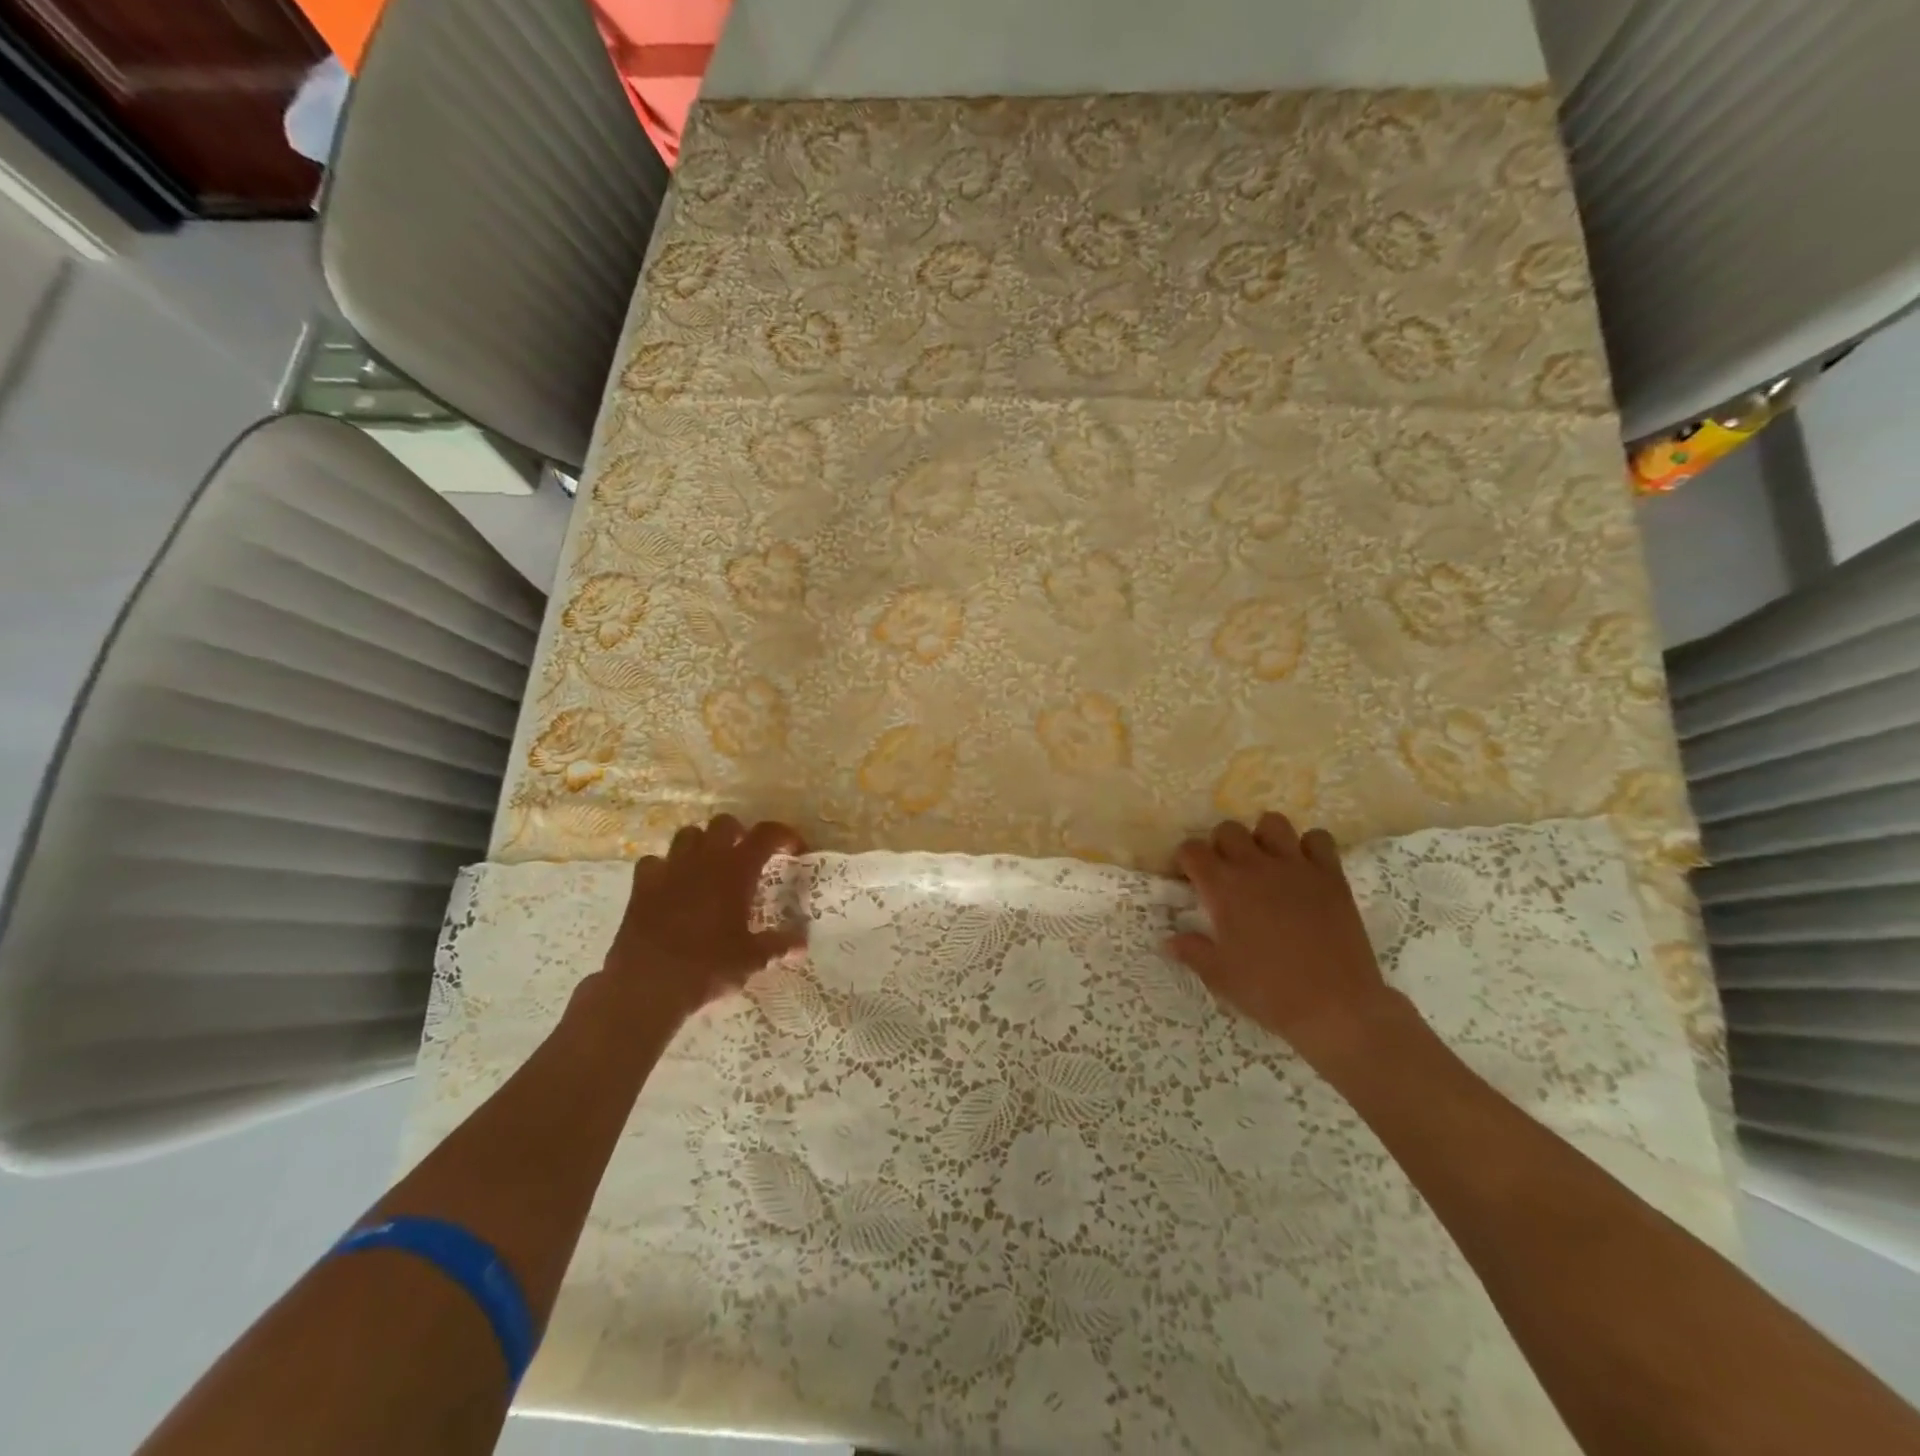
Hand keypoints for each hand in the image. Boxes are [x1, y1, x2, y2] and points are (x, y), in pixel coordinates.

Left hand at [600, 815, 807, 1022]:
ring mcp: (669, 869)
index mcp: (736, 870)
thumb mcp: (751, 960)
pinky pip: (654, 861)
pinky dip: (666, 867)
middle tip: (747, 858)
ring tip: (710, 866)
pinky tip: (672, 886)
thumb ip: (777, 946)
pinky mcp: (642, 886)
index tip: (794, 850)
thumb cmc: (707, 968)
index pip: (766, 834)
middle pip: (724, 824)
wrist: (646, 986)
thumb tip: (801, 945)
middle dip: (739, 834)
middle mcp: (704, 860)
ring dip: (702, 844)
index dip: (784, 835)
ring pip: (688, 834)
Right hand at [1166, 814, 1403, 1055]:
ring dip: (1263, 838)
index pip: (1192, 849)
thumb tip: (1168, 941)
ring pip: (1272, 823)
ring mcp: (1296, 866)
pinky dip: (1309, 848)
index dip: (1186, 860)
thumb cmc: (1268, 991)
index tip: (1189, 878)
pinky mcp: (1331, 875)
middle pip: (1228, 830)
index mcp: (1223, 887)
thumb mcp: (1219, 976)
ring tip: (1265, 863)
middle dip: (1221, 845)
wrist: (1336, 1007)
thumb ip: (1191, 951)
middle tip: (1226, 873)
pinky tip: (1304, 870)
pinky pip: (1319, 839)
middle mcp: (1255, 866)